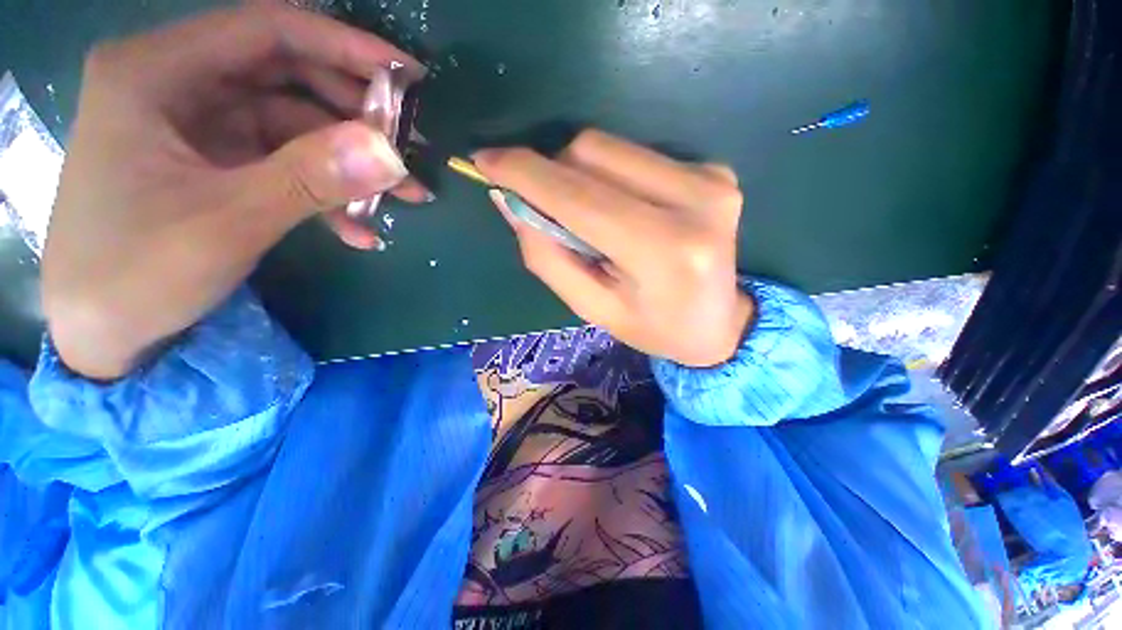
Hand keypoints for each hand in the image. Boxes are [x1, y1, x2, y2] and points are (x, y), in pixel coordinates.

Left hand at [44, 5, 426, 378]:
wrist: (101, 334)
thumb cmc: (136, 274)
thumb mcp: (227, 222)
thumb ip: (311, 179)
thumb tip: (391, 153)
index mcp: (157, 72)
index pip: (269, 32)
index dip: (346, 47)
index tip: (410, 79)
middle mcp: (178, 85)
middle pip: (289, 78)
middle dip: (357, 116)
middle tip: (413, 149)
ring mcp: (199, 128)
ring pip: (296, 127)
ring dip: (353, 164)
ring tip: (406, 197)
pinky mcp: (217, 164)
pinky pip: (285, 165)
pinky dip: (327, 194)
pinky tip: (360, 230)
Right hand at [473, 130, 752, 366]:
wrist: (720, 323)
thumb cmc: (652, 326)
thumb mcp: (592, 307)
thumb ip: (548, 256)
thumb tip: (510, 200)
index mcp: (662, 250)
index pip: (579, 196)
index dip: (526, 174)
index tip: (485, 161)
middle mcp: (695, 200)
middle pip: (592, 152)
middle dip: (553, 174)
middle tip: (548, 211)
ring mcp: (711, 177)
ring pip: (610, 146)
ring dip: (580, 174)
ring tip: (590, 218)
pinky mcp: (715, 168)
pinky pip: (635, 153)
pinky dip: (610, 175)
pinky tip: (622, 209)